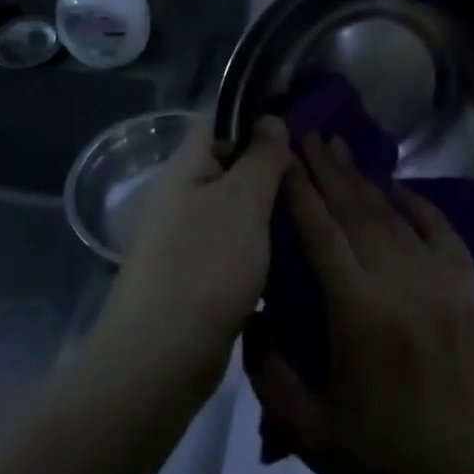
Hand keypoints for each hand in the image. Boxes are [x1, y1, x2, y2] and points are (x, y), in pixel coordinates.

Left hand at [111, 114, 288, 380]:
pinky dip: (255, 240)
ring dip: (265, 206)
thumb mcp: (244, 200)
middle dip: (268, 164)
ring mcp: (180, 236)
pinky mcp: (189, 272)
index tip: (298, 121)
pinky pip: (228, 240)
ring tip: (308, 206)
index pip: (219, 119)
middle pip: (227, 162)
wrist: (161, 358)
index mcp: (184, 166)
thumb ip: (261, 155)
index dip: (256, 115)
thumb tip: (269, 119)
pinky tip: (287, 249)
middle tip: (312, 169)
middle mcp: (177, 194)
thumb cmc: (206, 265)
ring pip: (231, 205)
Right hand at [242, 135, 473, 473]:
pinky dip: (418, 203)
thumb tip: (249, 316)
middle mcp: (400, 283)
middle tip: (308, 135)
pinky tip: (398, 186)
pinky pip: (440, 229)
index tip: (283, 158)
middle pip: (357, 212)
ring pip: (394, 215)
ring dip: (364, 180)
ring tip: (340, 149)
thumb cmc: (379, 456)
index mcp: (358, 314)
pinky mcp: (467, 285)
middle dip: (328, 170)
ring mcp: (440, 279)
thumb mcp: (306, 431)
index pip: (322, 235)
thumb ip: (267, 373)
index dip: (300, 192)